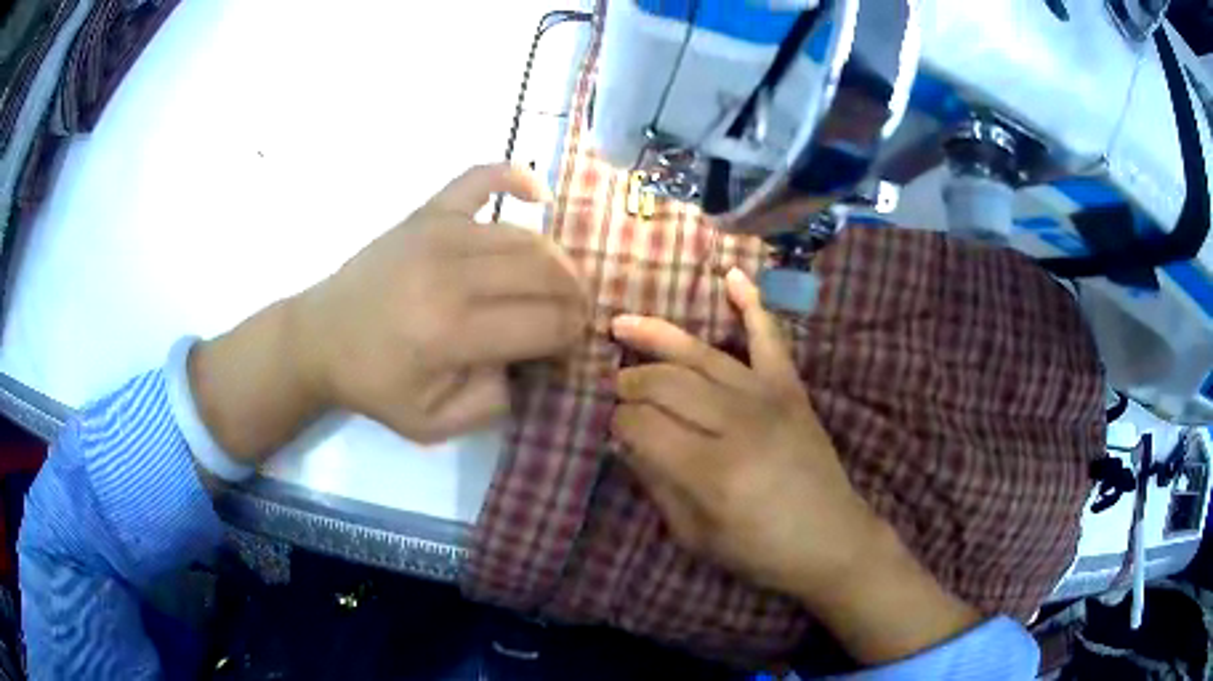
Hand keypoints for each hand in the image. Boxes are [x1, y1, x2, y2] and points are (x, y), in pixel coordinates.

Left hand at [296, 163, 587, 442]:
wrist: (320, 337)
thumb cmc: (376, 384)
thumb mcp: (434, 424)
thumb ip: (493, 402)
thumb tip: (531, 359)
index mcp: (452, 332)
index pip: (546, 322)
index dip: (572, 334)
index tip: (571, 344)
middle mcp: (451, 274)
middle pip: (546, 274)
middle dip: (575, 297)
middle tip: (574, 315)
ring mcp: (438, 233)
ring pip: (526, 237)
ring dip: (557, 261)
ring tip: (557, 284)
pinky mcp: (426, 212)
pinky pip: (481, 177)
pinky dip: (516, 178)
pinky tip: (540, 198)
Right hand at [610, 268, 879, 597]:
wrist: (831, 539)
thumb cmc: (759, 550)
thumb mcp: (694, 535)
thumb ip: (656, 483)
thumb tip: (625, 440)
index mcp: (709, 471)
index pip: (641, 425)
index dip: (617, 421)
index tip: (611, 427)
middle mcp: (736, 424)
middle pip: (664, 383)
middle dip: (629, 380)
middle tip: (614, 385)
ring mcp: (767, 398)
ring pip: (700, 355)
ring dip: (656, 337)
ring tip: (623, 325)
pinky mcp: (791, 388)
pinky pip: (769, 337)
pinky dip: (751, 303)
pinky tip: (730, 275)